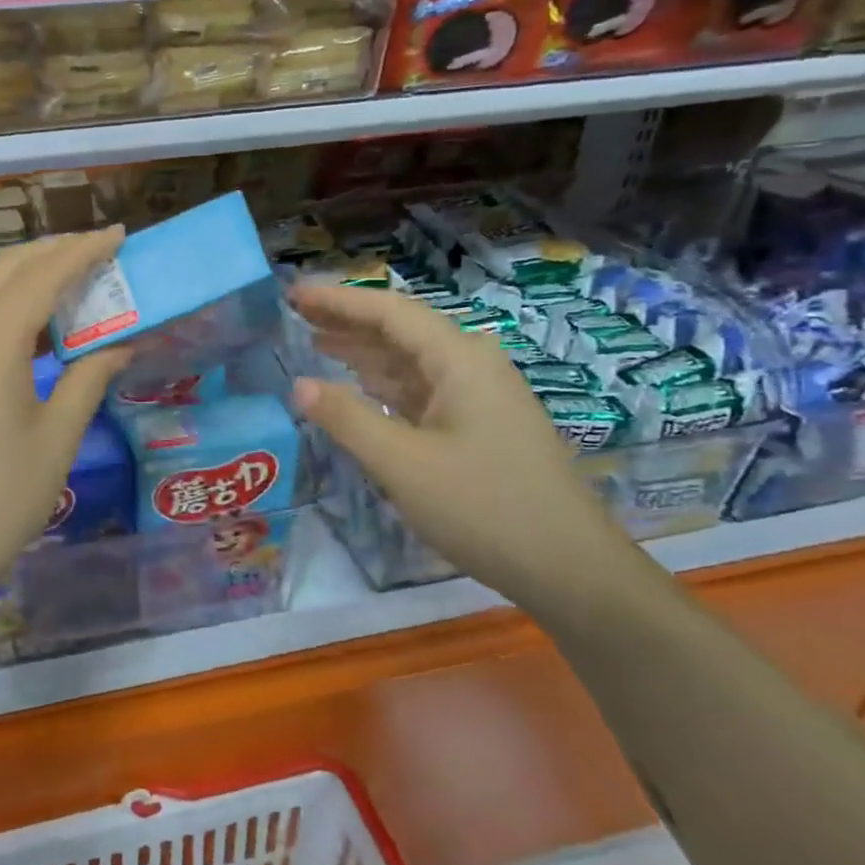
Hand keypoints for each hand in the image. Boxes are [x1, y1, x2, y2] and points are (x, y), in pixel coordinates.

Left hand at [0, 230, 133, 602]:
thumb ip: (89, 379)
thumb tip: (121, 342)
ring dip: (27, 278)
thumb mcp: (56, 439)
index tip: (118, 236)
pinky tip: (34, 330)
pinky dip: (6, 308)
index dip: (83, 250)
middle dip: (52, 252)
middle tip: (98, 253)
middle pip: (5, 269)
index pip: (42, 275)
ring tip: (73, 284)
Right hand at [289, 282, 636, 613]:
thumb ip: (347, 419)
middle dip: (346, 321)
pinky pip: (421, 389)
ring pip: (410, 361)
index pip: (389, 311)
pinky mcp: (478, 425)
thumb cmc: (485, 508)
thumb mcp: (402, 464)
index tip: (293, 294)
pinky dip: (383, 383)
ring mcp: (478, 396)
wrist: (570, 569)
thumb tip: (299, 385)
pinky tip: (357, 386)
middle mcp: (471, 365)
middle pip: (400, 330)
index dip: (337, 300)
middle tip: (294, 315)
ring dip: (363, 351)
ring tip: (314, 342)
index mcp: (459, 360)